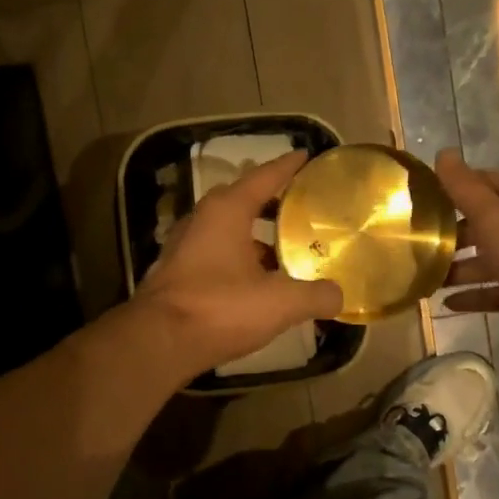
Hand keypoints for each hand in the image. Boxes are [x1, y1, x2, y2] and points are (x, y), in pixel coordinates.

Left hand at [134, 150, 342, 373]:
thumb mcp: (280, 302)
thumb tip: (339, 295)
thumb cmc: (220, 308)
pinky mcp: (176, 275)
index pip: (263, 177)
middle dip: (269, 202)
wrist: (159, 343)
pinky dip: (237, 261)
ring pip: (226, 232)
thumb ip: (315, 295)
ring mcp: (184, 248)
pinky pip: (214, 256)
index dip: (287, 167)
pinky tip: (255, 283)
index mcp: (226, 211)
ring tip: (283, 252)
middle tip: (298, 208)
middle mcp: (201, 221)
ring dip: (253, 238)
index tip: (306, 156)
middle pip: (240, 201)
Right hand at [435, 149, 498, 376]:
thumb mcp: (496, 219)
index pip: (486, 182)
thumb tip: (443, 153)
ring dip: (458, 267)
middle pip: (484, 224)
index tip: (421, 195)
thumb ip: (466, 190)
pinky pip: (494, 291)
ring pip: (487, 260)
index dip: (456, 185)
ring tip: (424, 276)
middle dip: (452, 231)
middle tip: (416, 241)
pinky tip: (446, 303)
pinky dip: (473, 295)